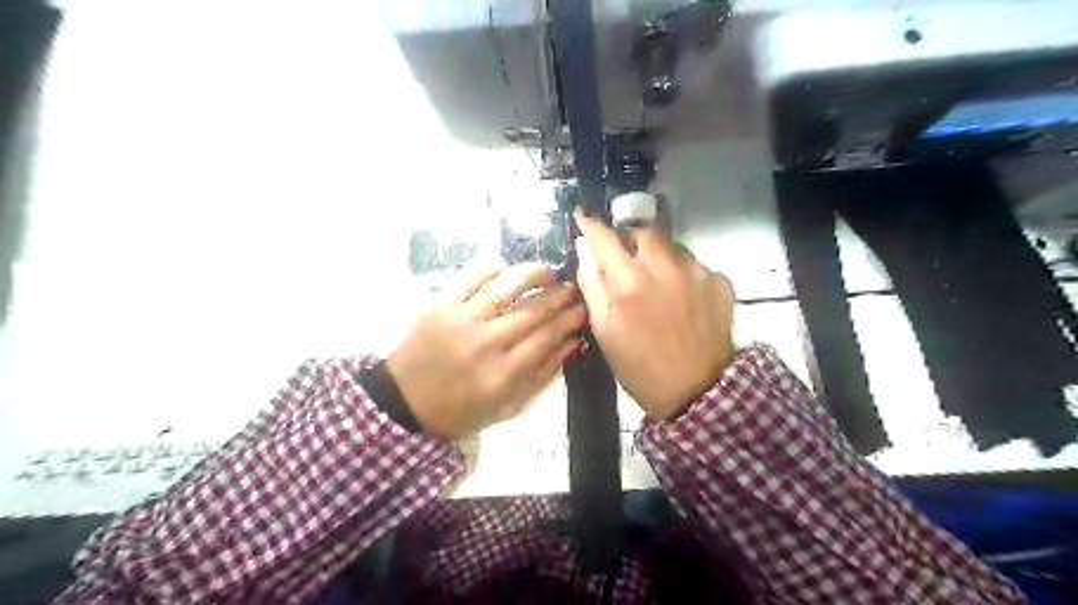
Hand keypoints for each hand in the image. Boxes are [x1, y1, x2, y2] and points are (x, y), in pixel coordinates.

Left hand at [388, 261, 585, 438]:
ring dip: (533, 274)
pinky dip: (494, 266)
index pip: (547, 337)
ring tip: (546, 273)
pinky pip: (472, 274)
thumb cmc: (461, 409)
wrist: (404, 401)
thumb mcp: (508, 407)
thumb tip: (572, 343)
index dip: (570, 319)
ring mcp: (460, 319)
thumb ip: (542, 376)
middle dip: (560, 295)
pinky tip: (507, 267)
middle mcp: (485, 343)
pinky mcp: (439, 303)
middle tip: (572, 288)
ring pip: (506, 287)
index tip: (583, 308)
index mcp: (503, 374)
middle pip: (532, 310)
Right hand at [577, 213, 737, 419]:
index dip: (591, 225)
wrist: (698, 391)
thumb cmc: (640, 366)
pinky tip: (683, 299)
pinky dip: (683, 274)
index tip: (583, 217)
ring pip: (671, 247)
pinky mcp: (720, 281)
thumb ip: (591, 285)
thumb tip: (584, 249)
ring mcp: (697, 271)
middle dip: (630, 242)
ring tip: (658, 285)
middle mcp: (664, 267)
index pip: (605, 238)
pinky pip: (695, 265)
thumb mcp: (604, 331)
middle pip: (643, 233)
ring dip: (659, 257)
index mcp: (629, 281)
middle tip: (628, 264)